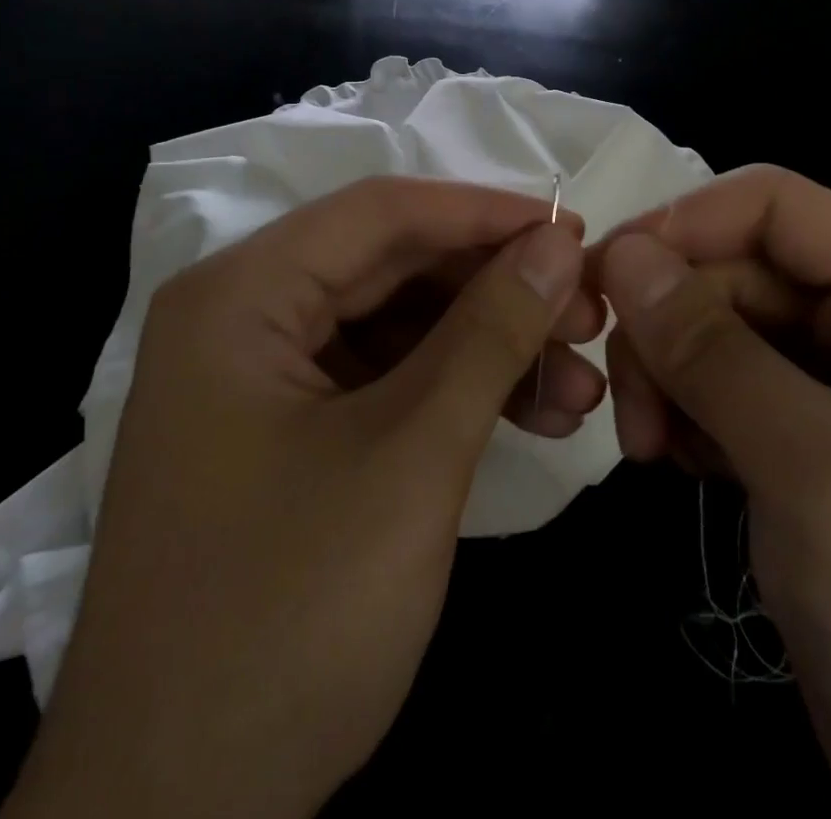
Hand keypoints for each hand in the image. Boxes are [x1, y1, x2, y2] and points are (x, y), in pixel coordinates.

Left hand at [4, 177, 599, 818]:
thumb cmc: (285, 618)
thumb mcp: (409, 458)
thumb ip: (489, 333)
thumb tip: (557, 246)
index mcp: (241, 294)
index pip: (381, 213)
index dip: (484, 213)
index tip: (574, 231)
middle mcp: (242, 315)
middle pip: (391, 266)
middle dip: (495, 288)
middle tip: (589, 316)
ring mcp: (260, 377)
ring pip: (396, 324)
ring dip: (488, 346)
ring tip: (579, 386)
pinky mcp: (284, 431)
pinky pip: (382, 379)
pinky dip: (454, 391)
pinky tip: (532, 415)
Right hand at [593, 165, 830, 818]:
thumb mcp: (816, 467)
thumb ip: (710, 348)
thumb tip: (619, 252)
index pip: (775, 207)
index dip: (683, 224)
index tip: (604, 278)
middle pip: (737, 271)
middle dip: (667, 321)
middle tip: (623, 402)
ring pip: (719, 330)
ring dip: (667, 372)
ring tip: (643, 446)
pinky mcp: (810, 450)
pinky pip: (723, 391)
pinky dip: (684, 413)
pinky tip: (672, 462)